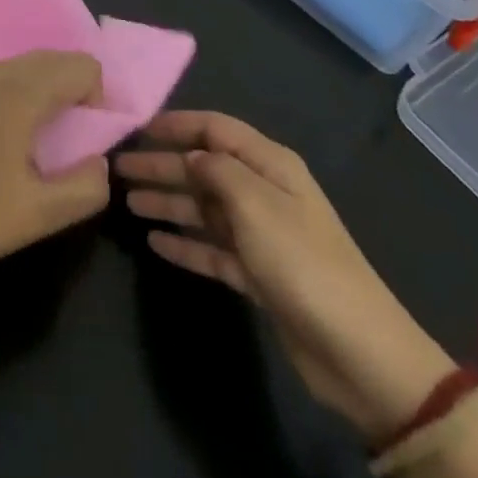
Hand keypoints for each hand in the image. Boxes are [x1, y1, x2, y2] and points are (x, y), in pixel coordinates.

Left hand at [0, 53, 111, 300]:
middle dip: (75, 93)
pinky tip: (2, 142)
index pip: (82, 66)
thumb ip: (87, 186)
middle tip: (72, 145)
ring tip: (40, 146)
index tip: (90, 142)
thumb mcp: (40, 215)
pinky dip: (17, 95)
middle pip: (54, 59)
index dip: (100, 100)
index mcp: (20, 91)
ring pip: (24, 67)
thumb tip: (100, 161)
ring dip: (45, 93)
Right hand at [117, 111, 453, 441]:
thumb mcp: (256, 205)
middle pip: (204, 168)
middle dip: (163, 165)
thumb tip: (192, 155)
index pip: (216, 129)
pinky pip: (212, 248)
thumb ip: (218, 170)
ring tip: (128, 202)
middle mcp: (264, 192)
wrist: (359, 353)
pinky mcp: (258, 275)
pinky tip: (156, 243)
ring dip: (168, 202)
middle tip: (118, 169)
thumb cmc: (303, 264)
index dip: (177, 124)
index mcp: (270, 165)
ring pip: (204, 208)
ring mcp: (261, 235)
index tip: (138, 128)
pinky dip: (185, 244)